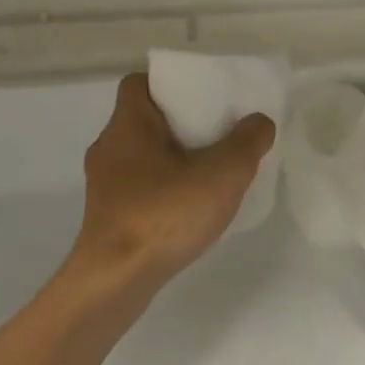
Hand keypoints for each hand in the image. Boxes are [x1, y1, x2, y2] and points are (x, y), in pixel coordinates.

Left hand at [61, 73, 275, 303]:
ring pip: (143, 156)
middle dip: (182, 124)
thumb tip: (259, 122)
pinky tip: (191, 208)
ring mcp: (105, 186)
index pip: (140, 83)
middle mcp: (109, 148)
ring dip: (174, 159)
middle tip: (219, 133)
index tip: (202, 97)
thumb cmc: (163, 214)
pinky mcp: (107, 218)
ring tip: (212, 172)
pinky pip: (141, 188)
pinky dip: (165, 190)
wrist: (115, 281)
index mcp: (128, 124)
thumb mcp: (222, 174)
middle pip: (146, 120)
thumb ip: (247, 142)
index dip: (170, 84)